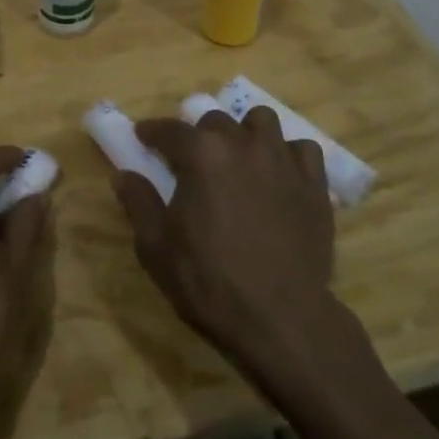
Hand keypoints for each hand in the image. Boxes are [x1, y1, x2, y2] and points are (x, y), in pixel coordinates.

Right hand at [115, 107, 336, 364]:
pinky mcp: (315, 184)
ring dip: (245, 132)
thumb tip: (123, 175)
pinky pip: (302, 150)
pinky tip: (279, 175)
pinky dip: (288, 154)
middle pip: (216, 120)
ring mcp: (284, 161)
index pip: (169, 129)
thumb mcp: (156, 248)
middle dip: (198, 134)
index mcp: (201, 154)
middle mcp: (243, 144)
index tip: (143, 137)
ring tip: (239, 157)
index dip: (152, 132)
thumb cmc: (208, 282)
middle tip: (192, 161)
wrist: (280, 318)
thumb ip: (139, 203)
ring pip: (263, 121)